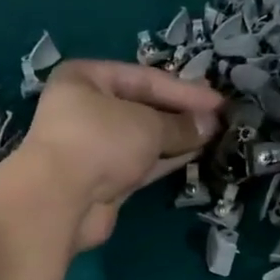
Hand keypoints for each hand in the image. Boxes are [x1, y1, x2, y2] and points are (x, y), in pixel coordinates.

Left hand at [20, 60, 222, 249]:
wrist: (60, 201)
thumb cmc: (100, 142)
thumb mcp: (148, 125)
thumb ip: (181, 124)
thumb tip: (210, 125)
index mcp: (85, 79)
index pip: (144, 78)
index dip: (183, 90)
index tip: (219, 102)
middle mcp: (86, 110)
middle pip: (142, 108)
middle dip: (180, 115)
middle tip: (219, 120)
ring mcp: (93, 148)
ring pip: (142, 139)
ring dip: (176, 139)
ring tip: (214, 137)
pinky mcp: (102, 181)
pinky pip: (140, 164)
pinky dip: (165, 160)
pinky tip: (195, 155)